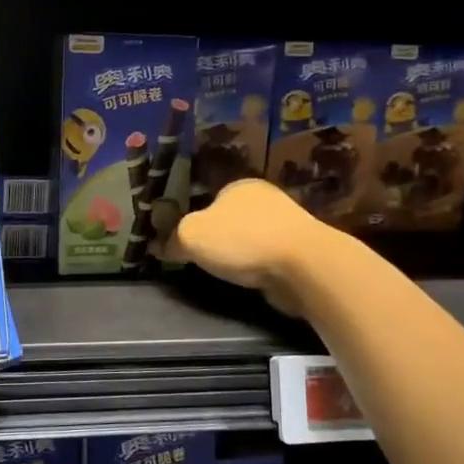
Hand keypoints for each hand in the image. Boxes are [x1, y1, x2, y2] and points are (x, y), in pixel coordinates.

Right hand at [161, 178, 330, 316]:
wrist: (303, 265)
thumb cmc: (241, 240)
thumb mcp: (190, 236)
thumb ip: (172, 239)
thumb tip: (160, 247)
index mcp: (238, 185)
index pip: (205, 198)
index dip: (190, 219)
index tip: (180, 242)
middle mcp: (263, 198)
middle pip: (227, 218)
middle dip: (214, 237)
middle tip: (196, 259)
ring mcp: (286, 222)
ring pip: (248, 237)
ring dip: (236, 253)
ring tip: (222, 272)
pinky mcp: (299, 249)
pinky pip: (266, 255)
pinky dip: (256, 265)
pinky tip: (248, 278)